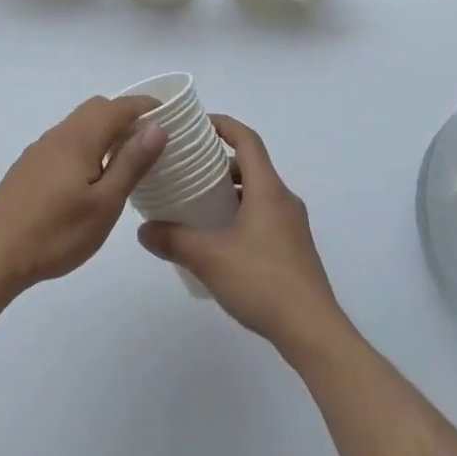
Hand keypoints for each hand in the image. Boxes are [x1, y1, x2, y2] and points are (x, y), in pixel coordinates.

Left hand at [0, 96, 165, 296]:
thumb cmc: (56, 233)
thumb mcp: (105, 204)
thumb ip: (131, 163)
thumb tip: (156, 127)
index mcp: (79, 138)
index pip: (118, 106)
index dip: (145, 106)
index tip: (170, 114)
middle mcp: (58, 135)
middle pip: (96, 109)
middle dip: (126, 116)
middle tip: (151, 140)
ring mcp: (39, 150)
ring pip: (79, 126)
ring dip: (106, 132)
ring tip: (127, 161)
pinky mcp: (29, 167)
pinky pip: (66, 143)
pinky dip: (88, 146)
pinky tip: (92, 178)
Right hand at [137, 116, 349, 356]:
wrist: (312, 331)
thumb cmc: (263, 281)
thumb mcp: (209, 258)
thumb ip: (173, 240)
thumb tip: (143, 229)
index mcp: (268, 190)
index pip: (247, 140)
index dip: (223, 125)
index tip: (197, 124)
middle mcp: (284, 200)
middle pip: (251, 166)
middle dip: (218, 163)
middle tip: (187, 169)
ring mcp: (292, 226)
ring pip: (257, 193)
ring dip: (229, 192)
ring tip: (196, 204)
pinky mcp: (293, 249)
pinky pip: (262, 216)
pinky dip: (239, 214)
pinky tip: (218, 239)